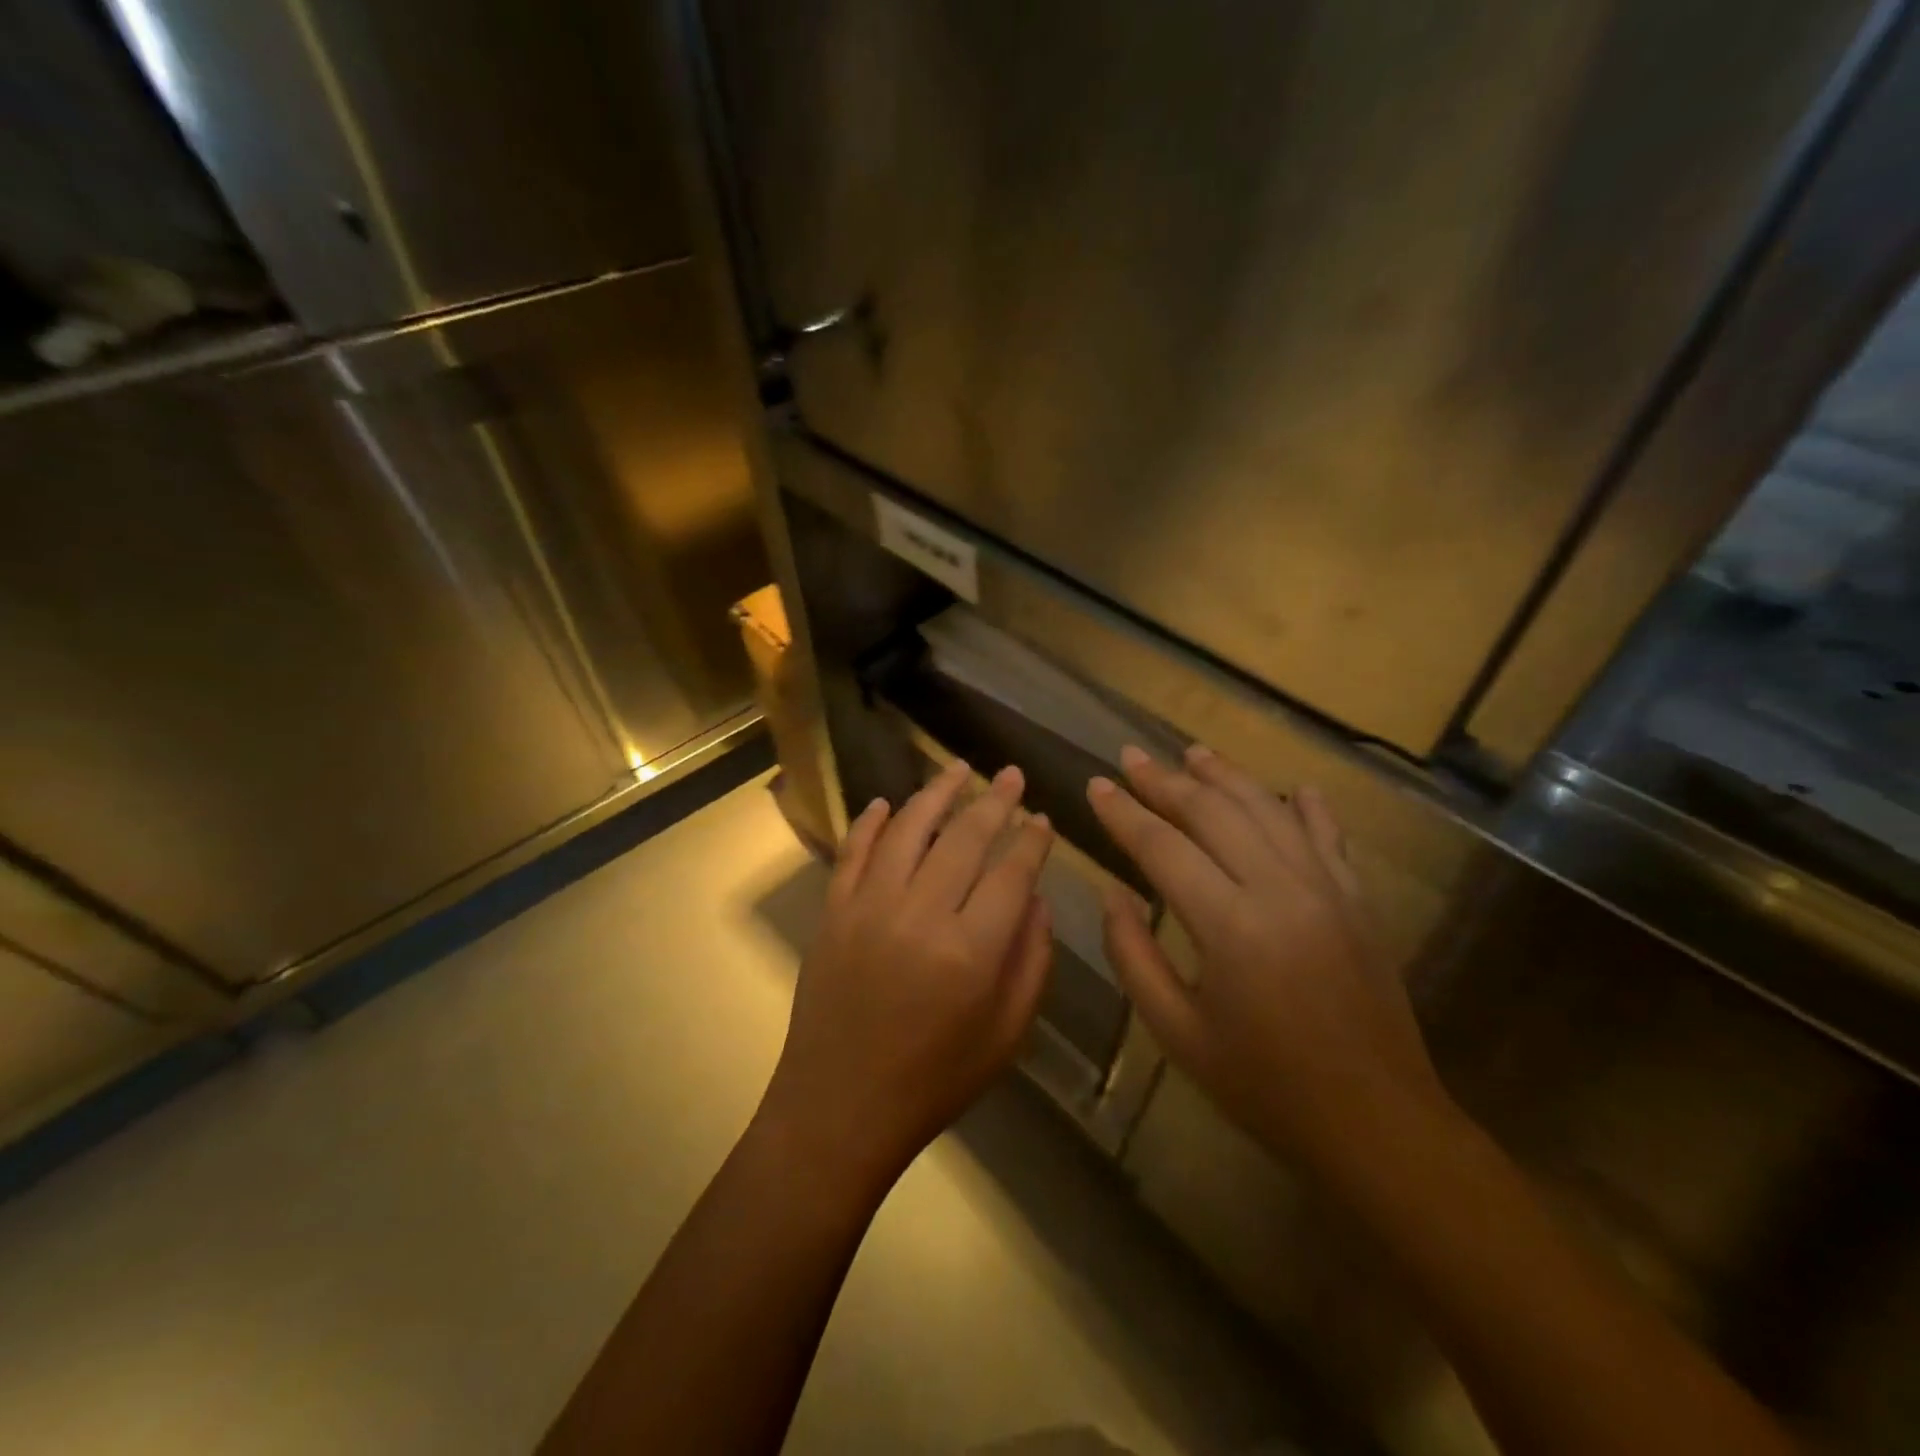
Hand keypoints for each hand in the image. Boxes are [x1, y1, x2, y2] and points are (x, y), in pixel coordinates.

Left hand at [762, 760, 1055, 1192]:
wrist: (839, 1109)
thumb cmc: (934, 1080)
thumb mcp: (1006, 1034)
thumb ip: (1031, 961)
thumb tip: (1038, 898)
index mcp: (970, 950)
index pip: (1011, 872)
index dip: (1031, 839)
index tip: (1042, 816)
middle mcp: (919, 914)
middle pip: (964, 837)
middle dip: (994, 800)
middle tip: (1010, 774)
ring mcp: (868, 907)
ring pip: (907, 829)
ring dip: (936, 793)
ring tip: (957, 769)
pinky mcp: (833, 911)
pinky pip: (854, 851)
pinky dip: (871, 822)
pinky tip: (886, 803)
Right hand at [1087, 745, 1441, 1164]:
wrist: (1377, 1123)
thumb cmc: (1264, 1086)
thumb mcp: (1177, 1032)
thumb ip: (1133, 955)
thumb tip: (1112, 892)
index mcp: (1230, 926)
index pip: (1162, 847)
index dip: (1124, 813)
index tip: (1096, 785)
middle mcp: (1281, 889)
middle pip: (1213, 812)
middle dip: (1165, 780)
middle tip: (1131, 756)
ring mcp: (1328, 888)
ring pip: (1268, 809)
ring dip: (1225, 776)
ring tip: (1191, 752)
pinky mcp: (1358, 899)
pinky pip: (1327, 835)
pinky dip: (1305, 806)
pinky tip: (1291, 787)